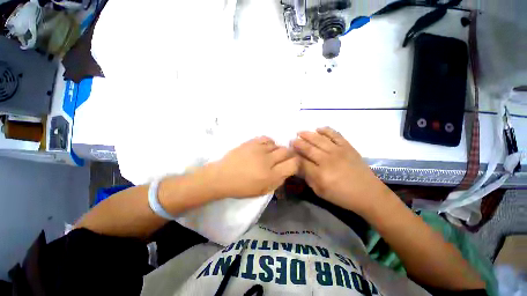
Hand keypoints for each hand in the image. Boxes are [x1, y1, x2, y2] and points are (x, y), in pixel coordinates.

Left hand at [210, 136, 298, 197]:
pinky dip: (270, 143)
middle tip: (283, 159)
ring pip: (277, 145)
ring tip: (272, 155)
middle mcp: (267, 161)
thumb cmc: (242, 187)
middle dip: (288, 155)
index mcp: (270, 176)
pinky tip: (266, 148)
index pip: (293, 164)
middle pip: (286, 151)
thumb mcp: (263, 191)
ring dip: (277, 150)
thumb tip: (287, 171)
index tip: (292, 164)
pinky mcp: (251, 142)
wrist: (222, 176)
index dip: (296, 163)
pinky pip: (267, 138)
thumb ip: (278, 181)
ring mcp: (259, 149)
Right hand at [292, 127, 383, 212]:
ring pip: (319, 139)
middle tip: (292, 140)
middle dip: (297, 143)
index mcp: (320, 174)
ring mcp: (338, 151)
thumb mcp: (320, 191)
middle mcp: (327, 160)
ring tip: (300, 132)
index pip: (301, 162)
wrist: (368, 193)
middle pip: (308, 148)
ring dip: (307, 134)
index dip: (293, 156)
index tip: (288, 152)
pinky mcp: (347, 147)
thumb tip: (298, 166)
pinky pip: (335, 135)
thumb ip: (308, 178)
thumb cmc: (342, 196)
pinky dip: (326, 130)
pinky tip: (318, 128)